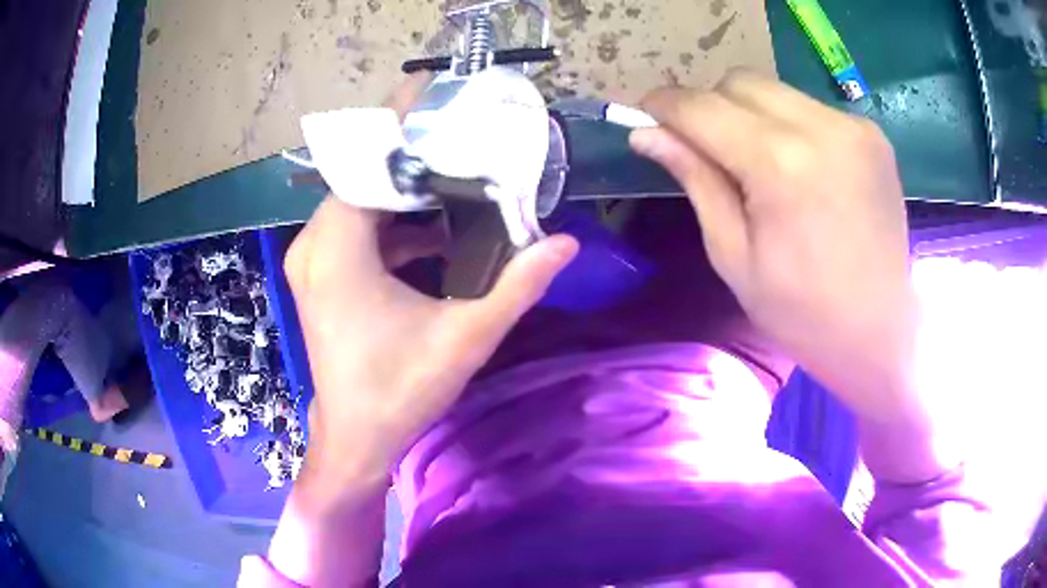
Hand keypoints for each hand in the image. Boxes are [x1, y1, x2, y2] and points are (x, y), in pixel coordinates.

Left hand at [284, 75, 578, 503]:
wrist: (356, 440)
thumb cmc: (400, 392)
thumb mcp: (465, 338)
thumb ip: (517, 286)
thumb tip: (565, 243)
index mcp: (338, 249)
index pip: (366, 161)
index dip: (399, 124)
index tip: (433, 94)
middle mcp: (315, 244)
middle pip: (362, 176)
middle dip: (410, 156)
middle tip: (461, 137)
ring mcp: (311, 260)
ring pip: (357, 202)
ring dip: (402, 190)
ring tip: (455, 177)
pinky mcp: (319, 275)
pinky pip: (352, 229)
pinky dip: (389, 222)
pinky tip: (432, 232)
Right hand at [630, 71, 919, 430]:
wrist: (880, 331)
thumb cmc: (801, 312)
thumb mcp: (734, 256)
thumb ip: (695, 180)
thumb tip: (647, 133)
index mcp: (780, 165)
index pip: (703, 107)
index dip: (665, 105)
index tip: (647, 113)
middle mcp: (820, 128)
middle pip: (739, 82)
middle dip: (710, 105)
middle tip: (707, 147)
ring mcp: (853, 126)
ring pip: (775, 89)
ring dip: (750, 112)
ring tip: (758, 160)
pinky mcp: (872, 133)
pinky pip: (810, 107)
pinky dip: (789, 124)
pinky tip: (800, 166)